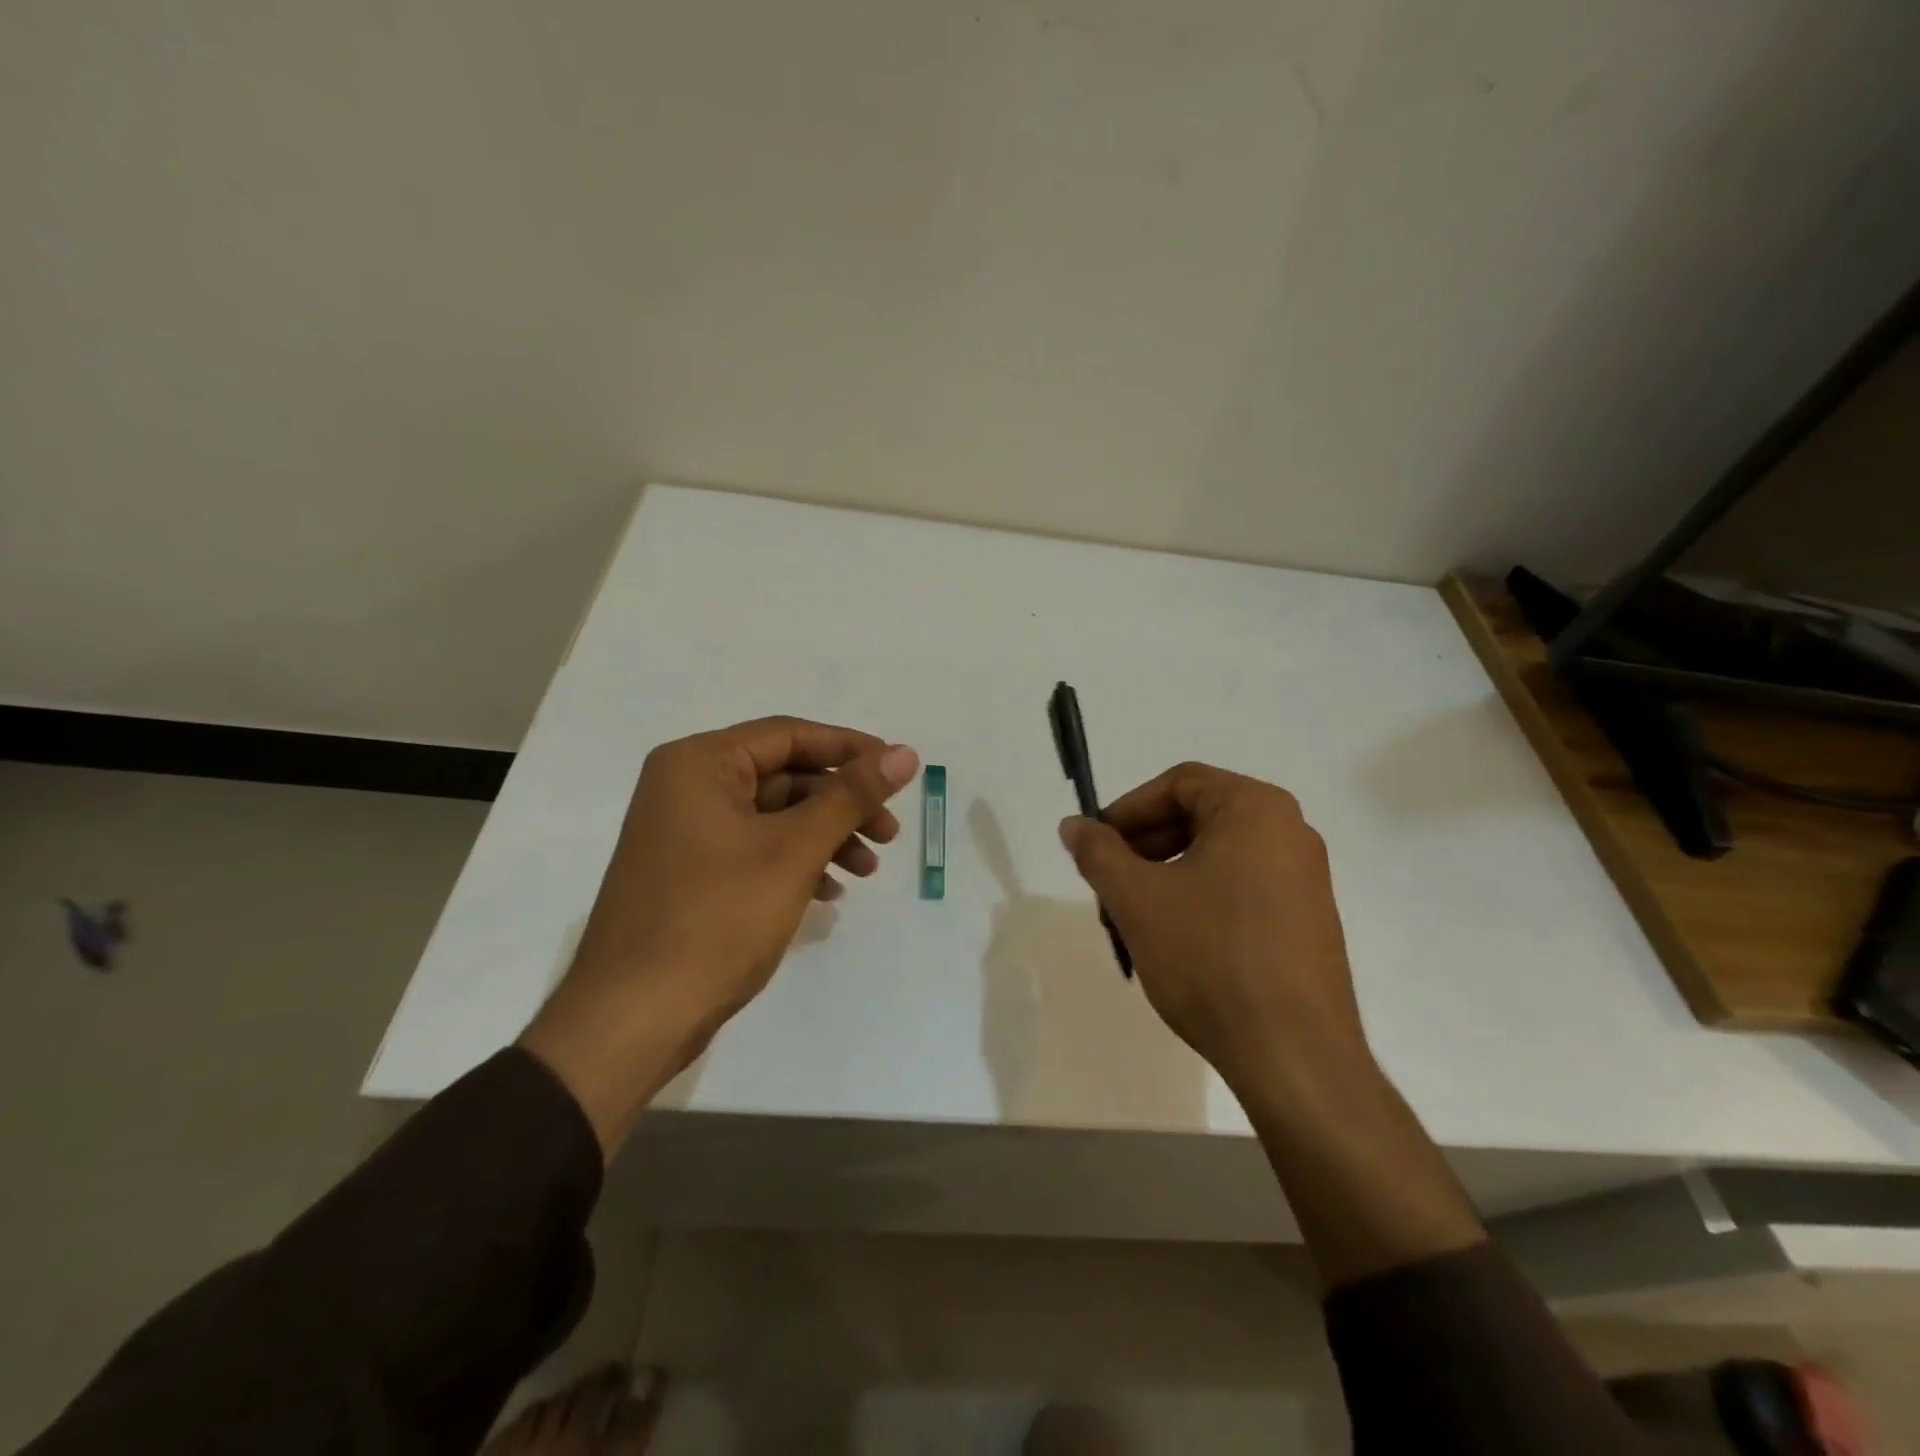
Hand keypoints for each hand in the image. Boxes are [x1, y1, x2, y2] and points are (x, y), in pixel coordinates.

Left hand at [521, 717, 918, 1151]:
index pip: (789, 735)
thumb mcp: (794, 850)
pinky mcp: (690, 872)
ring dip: (825, 836)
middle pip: (784, 776)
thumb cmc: (717, 919)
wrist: (634, 1018)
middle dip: (841, 804)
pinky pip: (755, 848)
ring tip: (867, 870)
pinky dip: (796, 862)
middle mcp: (687, 786)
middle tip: (888, 833)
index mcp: (699, 764)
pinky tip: (828, 891)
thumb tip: (904, 754)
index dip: (850, 749)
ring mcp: (685, 832)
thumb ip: (851, 796)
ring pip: (774, 816)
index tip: (899, 770)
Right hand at [1057, 762, 1367, 1097]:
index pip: (1179, 783)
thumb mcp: (1137, 898)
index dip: (1128, 809)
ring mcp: (1306, 879)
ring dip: (1167, 875)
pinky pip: (1242, 887)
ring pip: (1217, 856)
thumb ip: (1098, 852)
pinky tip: (1177, 941)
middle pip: (1199, 816)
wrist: (1293, 1055)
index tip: (1097, 845)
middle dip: (1144, 845)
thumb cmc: (1210, 957)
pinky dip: (1200, 898)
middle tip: (1110, 884)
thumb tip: (1073, 825)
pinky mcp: (1309, 920)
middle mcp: (1290, 832)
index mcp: (1256, 809)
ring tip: (1136, 917)